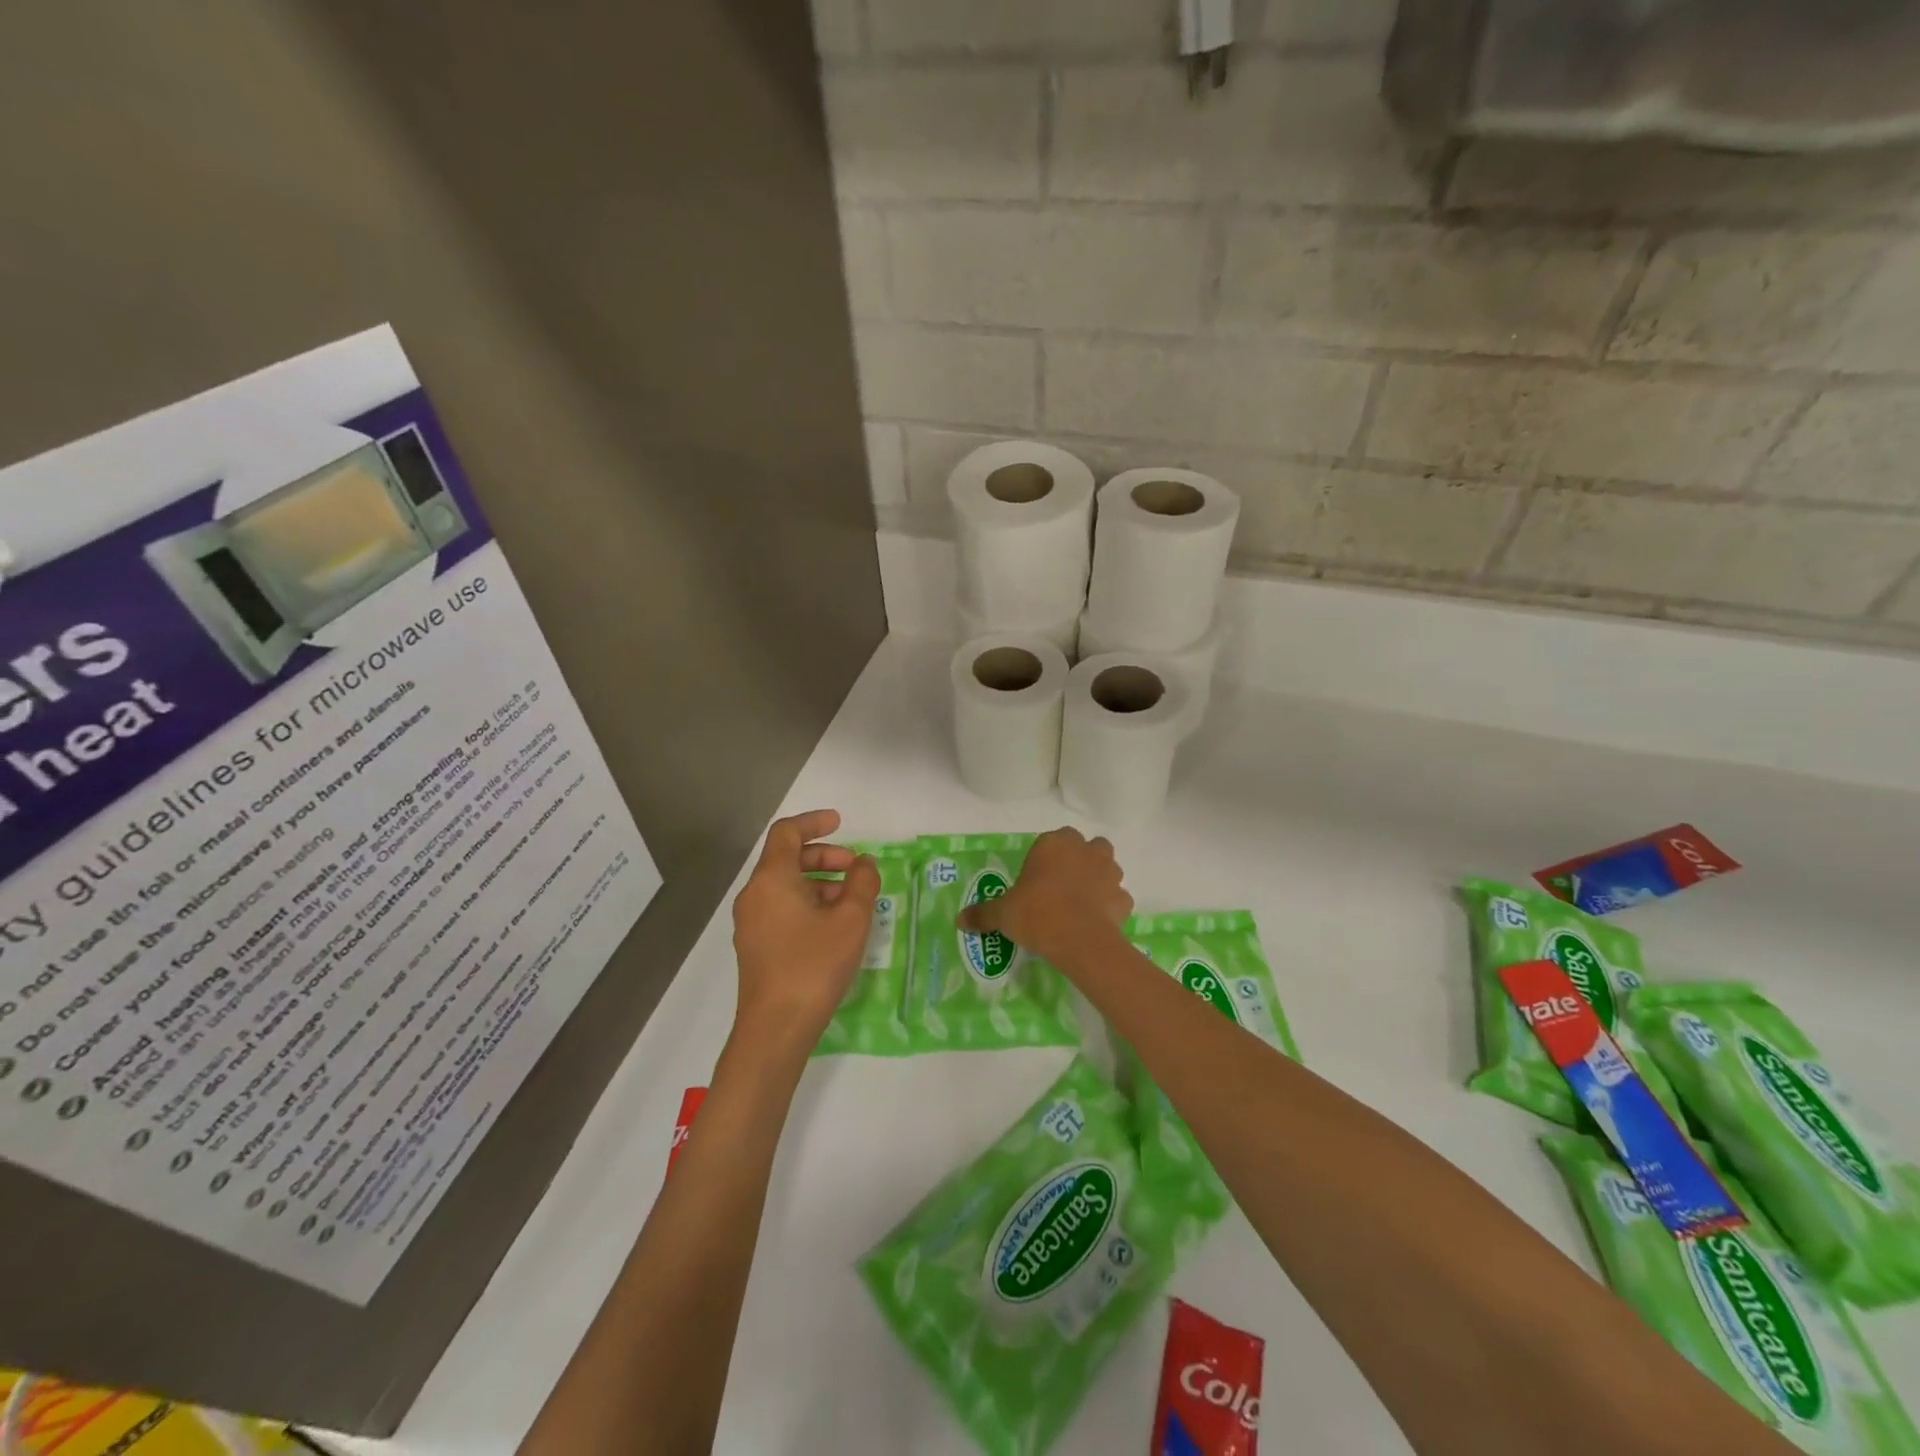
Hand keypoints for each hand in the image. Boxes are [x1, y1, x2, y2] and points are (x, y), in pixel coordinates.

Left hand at [731, 809, 878, 1053]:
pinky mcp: (756, 946)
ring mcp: (752, 923)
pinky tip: (834, 926)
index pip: (787, 833)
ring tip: (853, 901)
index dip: (814, 822)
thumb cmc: (813, 966)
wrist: (775, 1029)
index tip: (841, 822)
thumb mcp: (850, 920)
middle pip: (787, 859)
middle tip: (856, 869)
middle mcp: (755, 895)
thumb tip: (864, 864)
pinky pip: (782, 908)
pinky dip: (808, 903)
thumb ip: (862, 883)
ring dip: (820, 882)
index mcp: (771, 879)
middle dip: (824, 856)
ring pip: (786, 886)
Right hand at [957, 827, 1130, 960]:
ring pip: (1107, 866)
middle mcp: (1085, 850)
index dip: (1045, 858)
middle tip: (1062, 885)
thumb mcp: (1002, 913)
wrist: (1078, 939)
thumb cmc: (1036, 913)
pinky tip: (1097, 920)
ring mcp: (1109, 872)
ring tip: (1082, 901)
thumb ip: (983, 914)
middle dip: (1079, 860)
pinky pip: (1117, 897)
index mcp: (1054, 843)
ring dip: (1098, 878)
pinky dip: (1110, 905)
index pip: (1051, 840)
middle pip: (1086, 846)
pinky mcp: (1124, 898)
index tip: (1036, 880)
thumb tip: (959, 920)